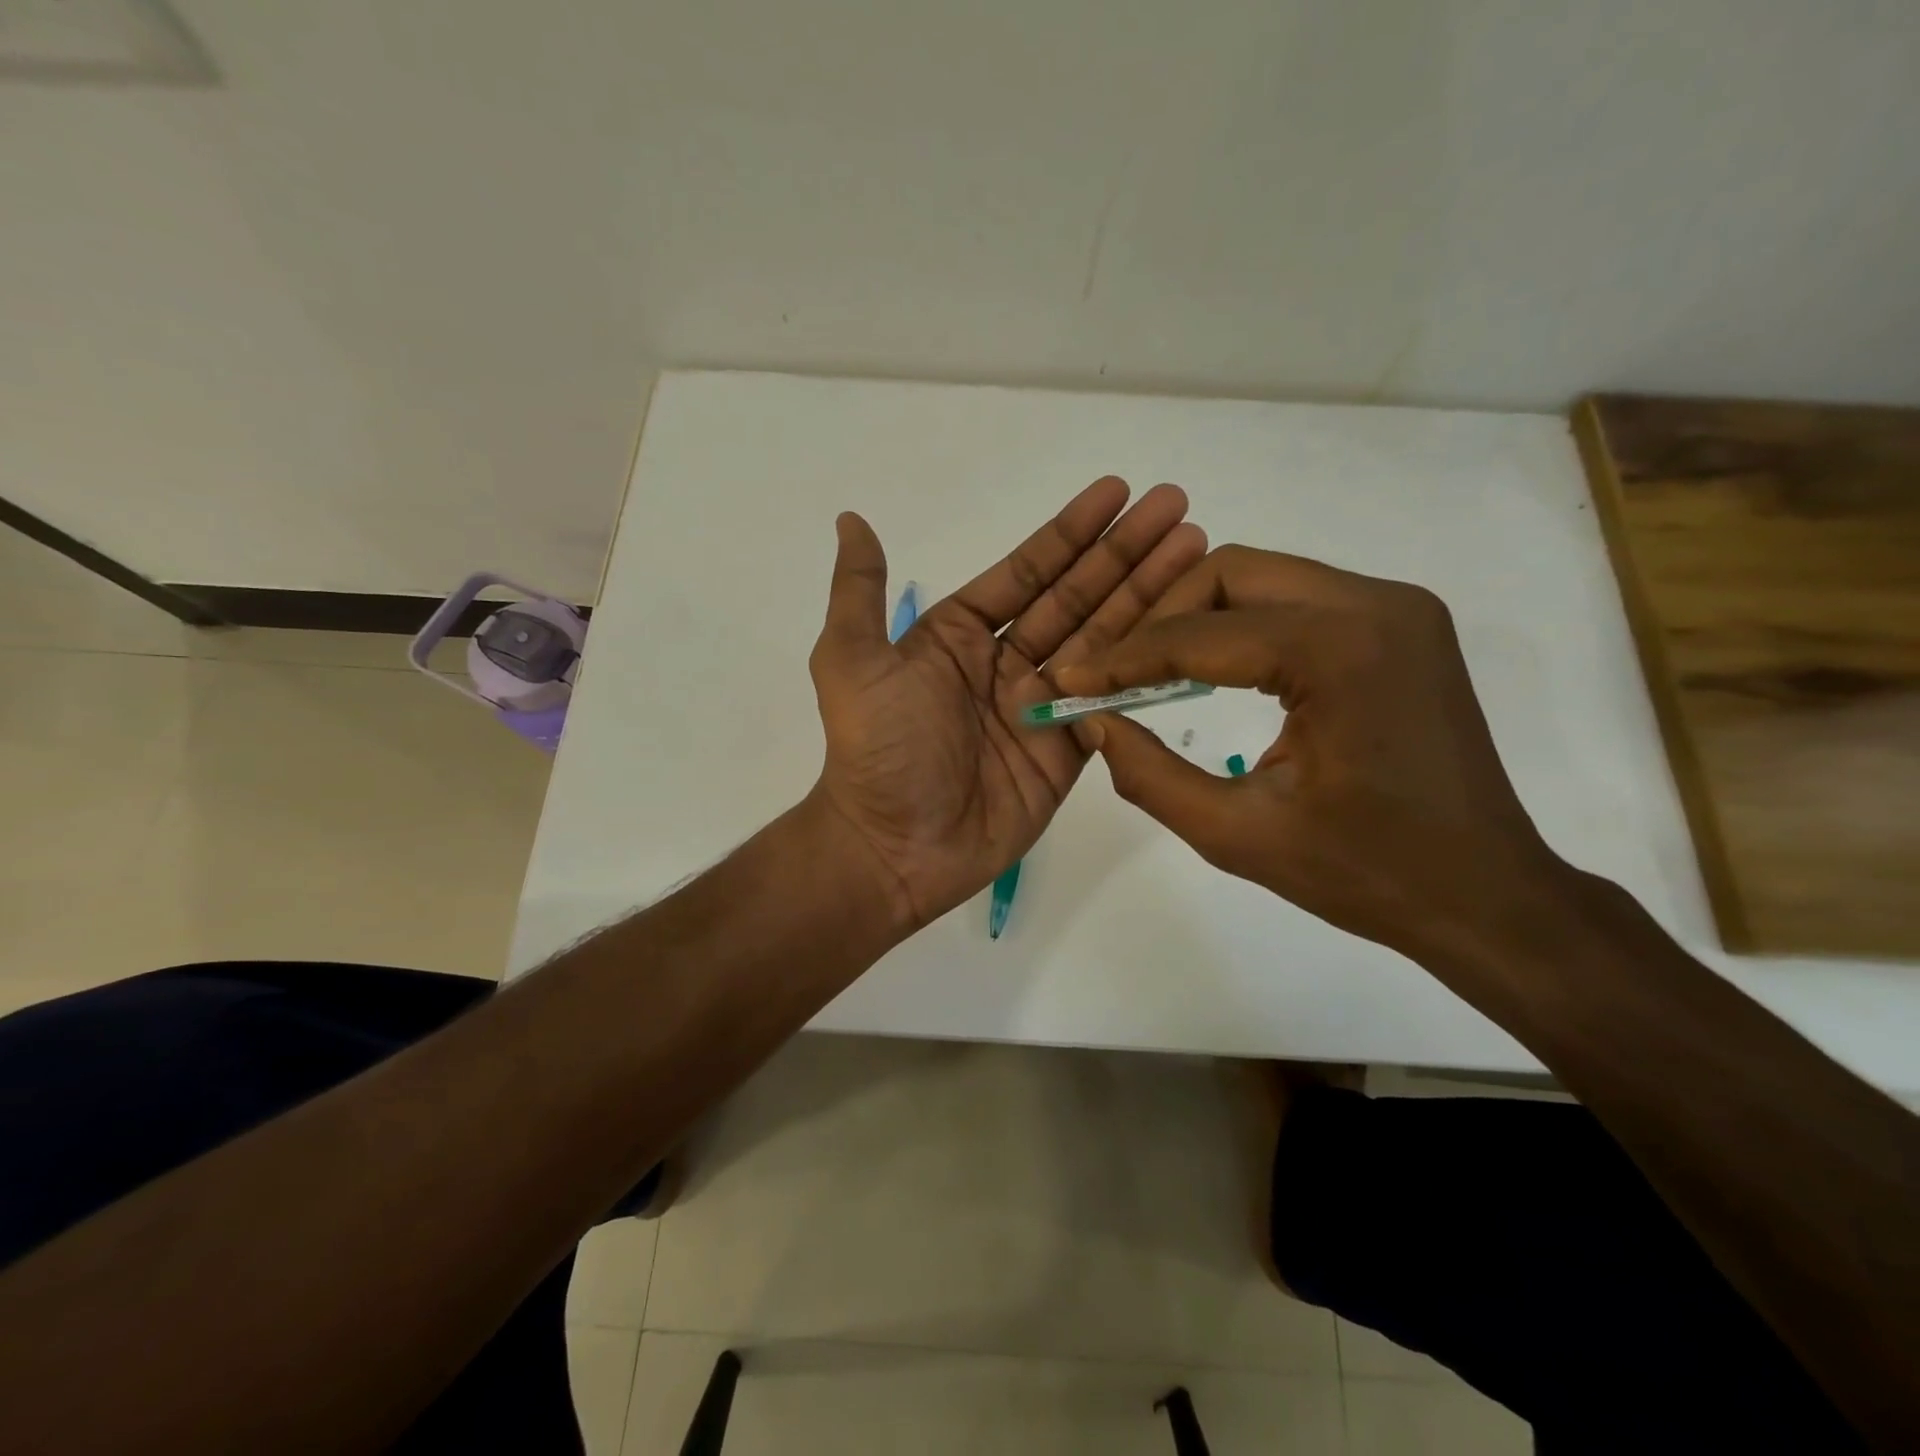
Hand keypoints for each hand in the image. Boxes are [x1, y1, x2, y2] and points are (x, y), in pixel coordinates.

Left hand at [808, 478, 1207, 931]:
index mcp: (959, 635)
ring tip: (1198, 550)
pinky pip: (1111, 701)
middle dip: (1125, 553)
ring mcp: (1041, 706)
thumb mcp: (851, 660)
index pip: (1028, 571)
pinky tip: (1183, 630)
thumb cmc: (877, 749)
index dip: (1073, 532)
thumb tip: (850, 519)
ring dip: (1148, 595)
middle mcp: (1005, 662)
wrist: (894, 846)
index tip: (1118, 491)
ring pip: (1103, 641)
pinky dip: (1144, 667)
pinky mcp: (1067, 750)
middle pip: (1076, 597)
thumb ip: (859, 591)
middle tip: (1179, 508)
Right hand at [1053, 545, 1571, 964]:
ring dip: (1197, 619)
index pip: (1200, 634)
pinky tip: (1212, 673)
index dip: (1122, 658)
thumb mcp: (1237, 835)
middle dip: (1160, 620)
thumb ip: (1150, 774)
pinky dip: (1241, 628)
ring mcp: (1396, 607)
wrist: (1486, 894)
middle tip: (1114, 675)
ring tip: (1150, 674)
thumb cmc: (1366, 873)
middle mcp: (1375, 604)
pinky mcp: (1400, 624)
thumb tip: (1095, 721)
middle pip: (1229, 575)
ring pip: (1261, 579)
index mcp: (1341, 651)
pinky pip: (1296, 601)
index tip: (1069, 681)